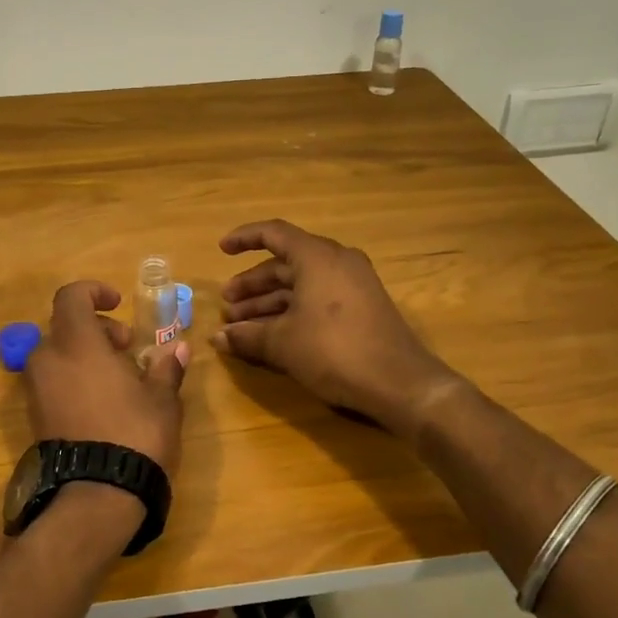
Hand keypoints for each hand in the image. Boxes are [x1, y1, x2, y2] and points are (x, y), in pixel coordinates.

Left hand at [24, 281, 190, 482]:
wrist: (96, 495)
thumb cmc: (134, 434)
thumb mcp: (161, 399)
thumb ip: (166, 368)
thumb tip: (179, 348)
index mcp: (77, 344)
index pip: (71, 297)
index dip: (94, 292)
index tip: (118, 304)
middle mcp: (49, 360)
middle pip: (65, 326)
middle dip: (96, 328)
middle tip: (126, 346)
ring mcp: (37, 391)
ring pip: (56, 355)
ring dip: (84, 354)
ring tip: (118, 377)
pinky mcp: (35, 418)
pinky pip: (52, 381)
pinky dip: (73, 378)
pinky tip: (102, 402)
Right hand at [212, 219, 457, 437]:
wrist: (400, 383)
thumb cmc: (334, 351)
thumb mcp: (283, 343)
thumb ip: (247, 336)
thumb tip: (218, 339)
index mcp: (317, 256)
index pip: (274, 233)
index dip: (244, 239)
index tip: (221, 250)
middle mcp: (337, 261)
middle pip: (285, 264)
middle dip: (253, 285)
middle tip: (228, 305)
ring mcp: (354, 284)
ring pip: (301, 284)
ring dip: (269, 302)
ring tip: (242, 326)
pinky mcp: (363, 307)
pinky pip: (318, 298)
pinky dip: (292, 311)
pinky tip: (271, 335)